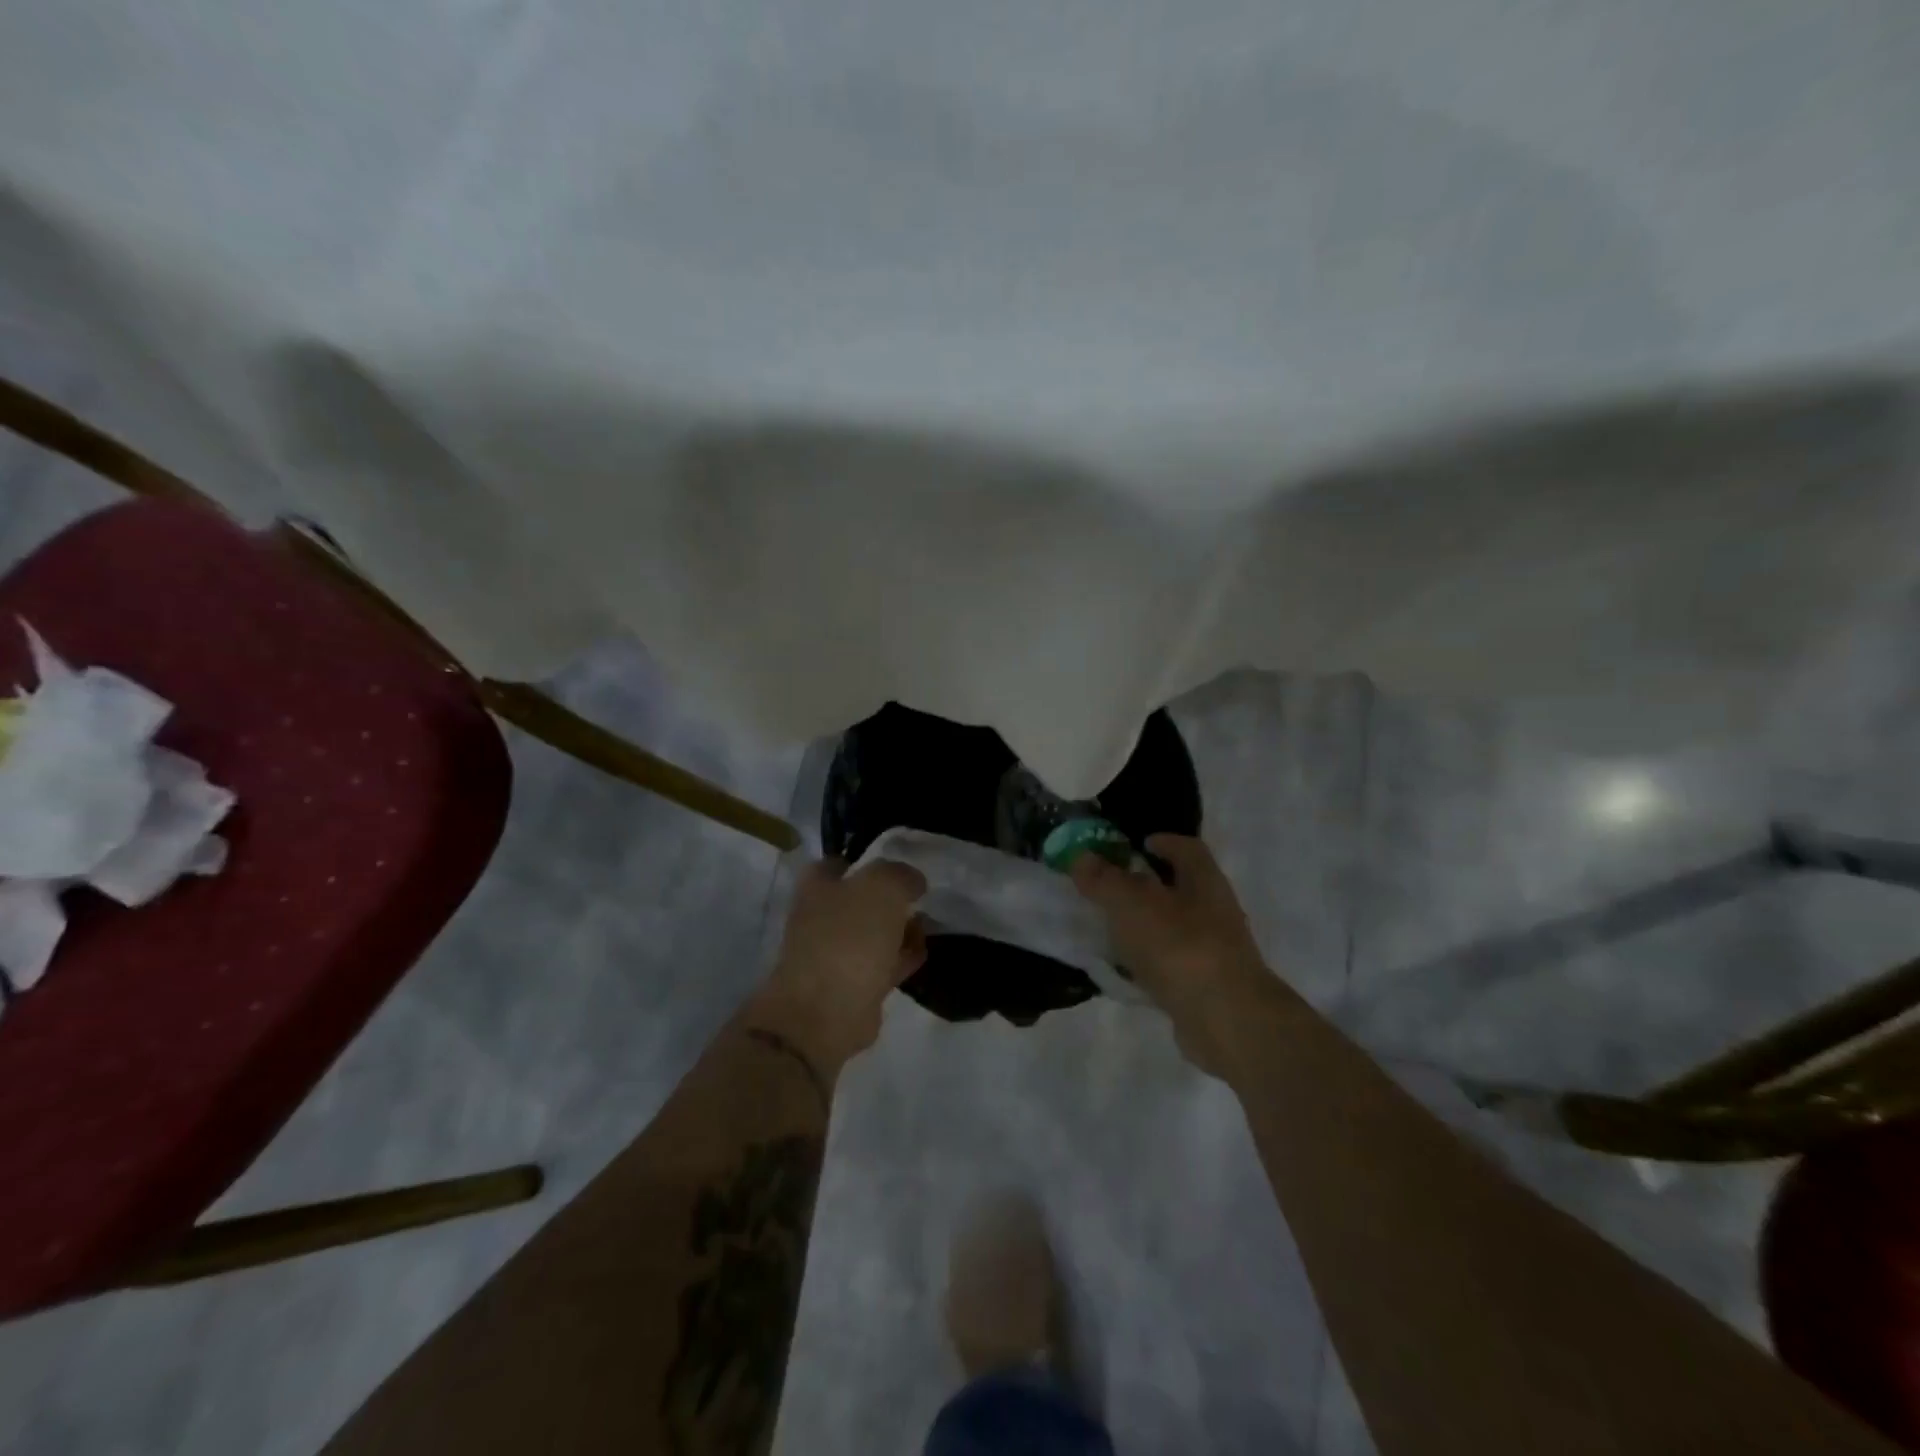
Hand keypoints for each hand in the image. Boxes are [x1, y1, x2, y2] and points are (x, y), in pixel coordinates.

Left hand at [753, 857, 928, 1071]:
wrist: (826, 1013)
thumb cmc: (849, 937)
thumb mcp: (882, 887)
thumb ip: (900, 875)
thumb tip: (912, 882)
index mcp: (817, 886)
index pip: (839, 863)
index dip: (866, 861)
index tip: (897, 867)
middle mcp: (821, 916)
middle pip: (860, 898)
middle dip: (890, 898)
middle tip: (919, 898)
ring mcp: (835, 953)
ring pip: (873, 932)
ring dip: (899, 928)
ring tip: (927, 924)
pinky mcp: (852, 986)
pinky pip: (882, 963)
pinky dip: (902, 957)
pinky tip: (922, 952)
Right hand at [1070, 834, 1275, 1070]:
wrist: (1226, 1020)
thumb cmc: (1180, 946)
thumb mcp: (1131, 904)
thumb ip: (1104, 880)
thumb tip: (1081, 857)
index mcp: (1204, 881)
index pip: (1188, 849)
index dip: (1164, 842)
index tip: (1137, 844)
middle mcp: (1215, 911)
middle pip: (1181, 888)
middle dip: (1148, 885)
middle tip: (1110, 886)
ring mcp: (1214, 952)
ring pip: (1175, 928)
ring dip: (1146, 925)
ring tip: (1109, 928)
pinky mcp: (1206, 987)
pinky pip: (1171, 964)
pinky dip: (1148, 962)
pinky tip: (1123, 970)